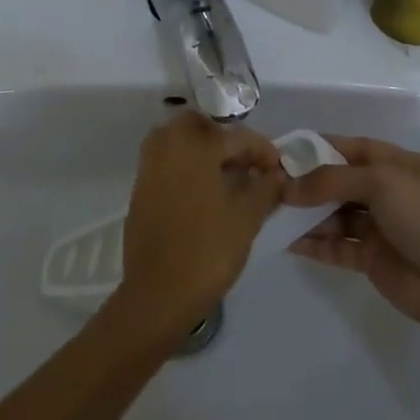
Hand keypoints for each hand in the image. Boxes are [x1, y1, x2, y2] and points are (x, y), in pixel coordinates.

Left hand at [112, 110, 284, 339]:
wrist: (157, 294)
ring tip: (227, 177)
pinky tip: (204, 191)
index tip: (279, 168)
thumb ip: (265, 189)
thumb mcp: (246, 219)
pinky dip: (186, 164)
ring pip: (180, 139)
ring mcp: (149, 164)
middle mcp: (168, 144)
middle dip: (227, 140)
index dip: (263, 150)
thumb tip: (275, 174)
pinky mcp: (140, 186)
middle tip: (247, 165)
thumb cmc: (207, 251)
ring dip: (204, 149)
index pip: (237, 136)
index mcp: (195, 145)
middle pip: (202, 126)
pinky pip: (167, 159)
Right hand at [284, 135, 419, 329]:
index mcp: (403, 166)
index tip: (287, 150)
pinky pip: (337, 246)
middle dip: (310, 183)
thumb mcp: (381, 182)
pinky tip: (288, 242)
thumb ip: (332, 180)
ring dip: (308, 214)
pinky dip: (315, 244)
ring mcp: (382, 227)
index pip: (356, 148)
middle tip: (272, 185)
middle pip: (342, 182)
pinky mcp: (373, 259)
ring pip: (337, 215)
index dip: (322, 147)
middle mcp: (392, 193)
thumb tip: (289, 188)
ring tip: (273, 213)